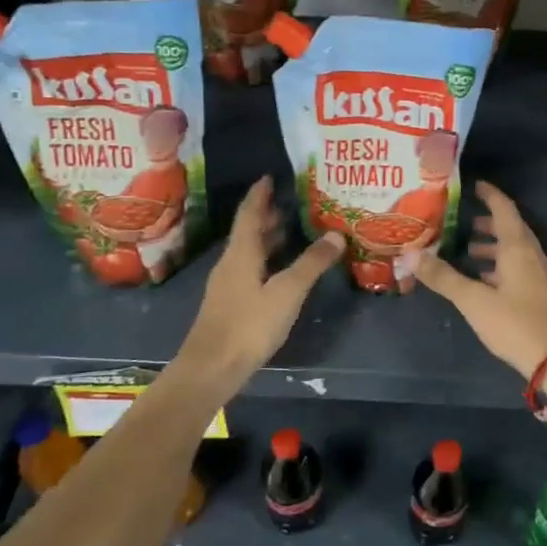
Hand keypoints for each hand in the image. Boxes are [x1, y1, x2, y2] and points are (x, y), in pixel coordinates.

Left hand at [171, 177, 344, 385]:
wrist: (211, 369)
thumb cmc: (248, 325)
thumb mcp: (287, 292)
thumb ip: (311, 264)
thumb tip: (335, 235)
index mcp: (241, 253)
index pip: (250, 214)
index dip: (260, 194)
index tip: (270, 176)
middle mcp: (231, 263)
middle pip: (249, 232)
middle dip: (268, 215)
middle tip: (291, 202)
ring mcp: (228, 285)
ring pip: (249, 252)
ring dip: (268, 239)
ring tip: (292, 230)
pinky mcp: (231, 304)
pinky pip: (251, 270)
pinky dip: (267, 260)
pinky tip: (282, 270)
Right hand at [414, 181, 546, 377]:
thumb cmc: (516, 323)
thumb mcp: (474, 300)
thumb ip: (443, 277)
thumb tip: (411, 254)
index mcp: (518, 248)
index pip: (504, 210)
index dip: (490, 195)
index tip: (474, 186)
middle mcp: (532, 256)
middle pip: (511, 229)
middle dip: (489, 223)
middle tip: (464, 222)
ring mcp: (540, 276)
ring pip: (516, 251)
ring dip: (494, 247)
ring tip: (469, 252)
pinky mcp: (541, 296)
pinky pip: (519, 269)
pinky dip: (501, 267)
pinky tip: (485, 282)